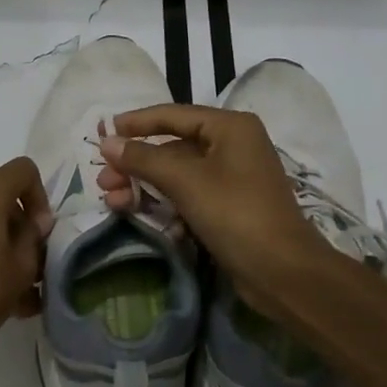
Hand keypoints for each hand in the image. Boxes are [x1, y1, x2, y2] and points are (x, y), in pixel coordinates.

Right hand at [97, 105, 319, 304]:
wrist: (282, 272)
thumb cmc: (235, 213)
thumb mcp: (185, 181)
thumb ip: (143, 158)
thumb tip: (107, 142)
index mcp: (230, 127)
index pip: (172, 115)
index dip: (136, 123)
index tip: (104, 132)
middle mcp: (233, 145)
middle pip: (172, 147)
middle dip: (136, 164)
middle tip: (104, 181)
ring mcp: (232, 177)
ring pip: (177, 174)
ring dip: (144, 186)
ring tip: (113, 202)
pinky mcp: (229, 207)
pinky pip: (188, 196)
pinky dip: (164, 204)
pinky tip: (141, 218)